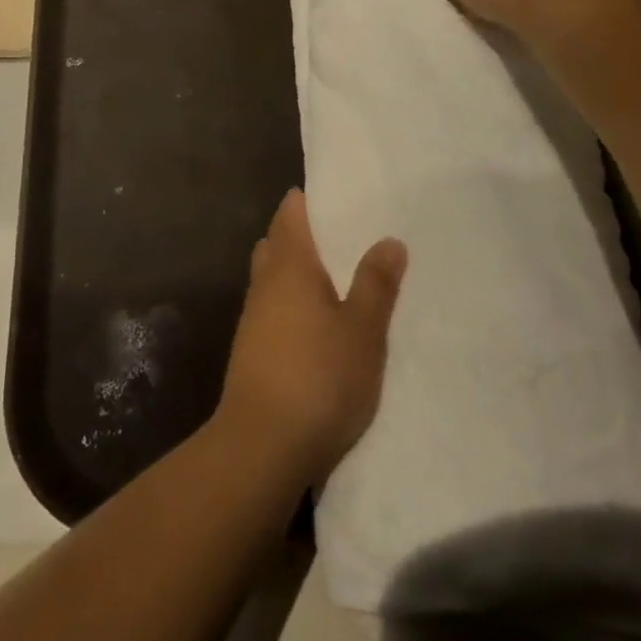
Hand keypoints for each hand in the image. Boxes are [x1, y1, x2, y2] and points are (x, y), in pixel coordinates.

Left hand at [219, 190, 405, 485]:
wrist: (262, 444)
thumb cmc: (318, 377)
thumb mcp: (362, 331)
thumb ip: (376, 284)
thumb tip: (389, 239)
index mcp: (289, 263)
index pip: (290, 212)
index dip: (309, 201)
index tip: (337, 197)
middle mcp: (265, 280)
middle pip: (278, 241)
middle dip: (304, 236)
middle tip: (343, 238)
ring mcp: (253, 315)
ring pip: (273, 276)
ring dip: (297, 273)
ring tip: (336, 281)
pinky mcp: (250, 349)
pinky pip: (273, 308)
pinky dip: (291, 304)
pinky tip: (316, 326)